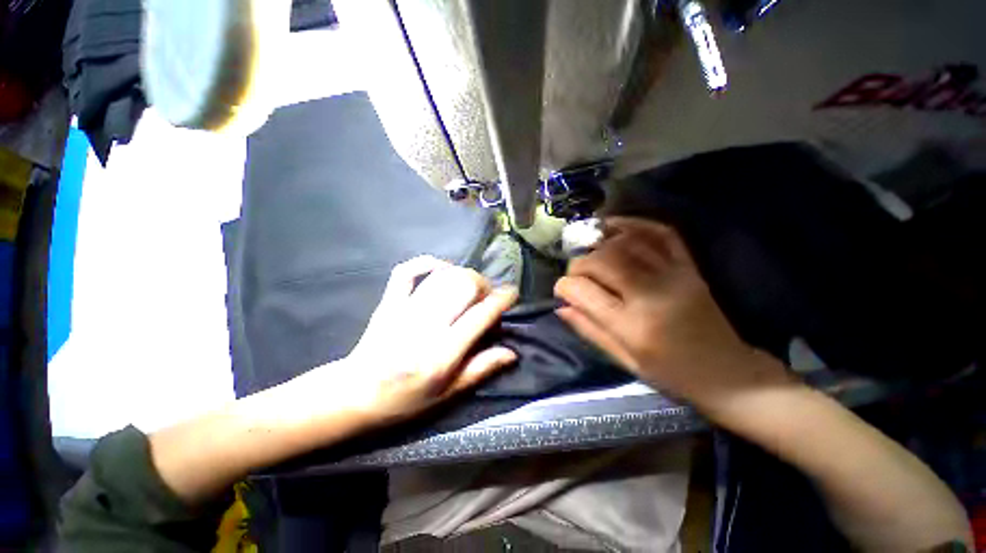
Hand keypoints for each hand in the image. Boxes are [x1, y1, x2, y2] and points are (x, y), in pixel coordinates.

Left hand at [342, 256, 518, 425]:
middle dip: (483, 284)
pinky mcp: (389, 302)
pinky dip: (427, 263)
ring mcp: (404, 310)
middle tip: (487, 295)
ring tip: (470, 286)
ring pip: (442, 276)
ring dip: (463, 275)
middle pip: (463, 286)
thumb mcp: (448, 395)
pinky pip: (407, 271)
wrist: (355, 395)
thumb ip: (481, 370)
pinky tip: (441, 268)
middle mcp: (425, 327)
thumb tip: (512, 353)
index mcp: (442, 354)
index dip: (501, 300)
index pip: (480, 316)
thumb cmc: (405, 401)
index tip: (512, 293)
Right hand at [554, 217, 790, 414]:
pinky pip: (661, 234)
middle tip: (575, 274)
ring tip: (589, 252)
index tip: (561, 290)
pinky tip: (615, 226)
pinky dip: (635, 224)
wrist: (727, 374)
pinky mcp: (689, 267)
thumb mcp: (624, 361)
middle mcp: (651, 295)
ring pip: (626, 244)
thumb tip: (561, 307)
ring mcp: (674, 276)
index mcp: (632, 326)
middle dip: (578, 264)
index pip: (584, 292)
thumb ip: (589, 330)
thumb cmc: (671, 375)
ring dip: (600, 244)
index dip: (565, 286)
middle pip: (602, 261)